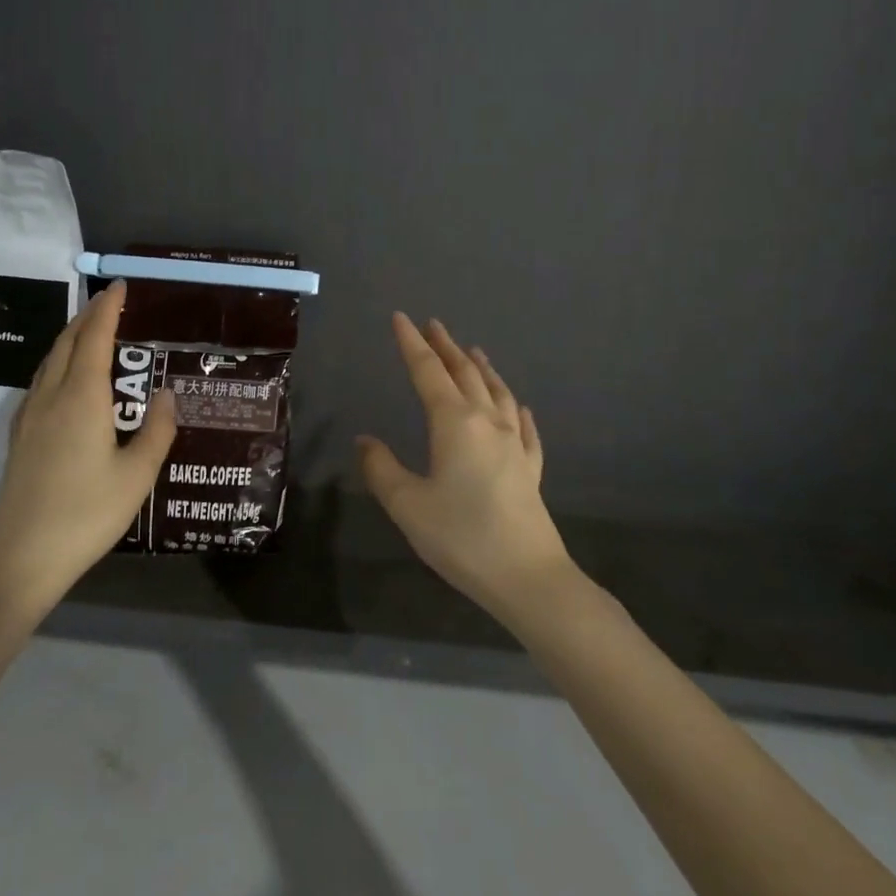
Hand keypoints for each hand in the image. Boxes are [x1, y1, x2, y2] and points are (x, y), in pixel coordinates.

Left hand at [0, 280, 176, 621]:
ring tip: (93, 332)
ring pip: (49, 361)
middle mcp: (51, 397)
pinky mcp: (19, 438)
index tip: (121, 286)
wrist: (21, 559)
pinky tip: (67, 380)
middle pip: (67, 342)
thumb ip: (157, 429)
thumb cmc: (86, 514)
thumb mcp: (137, 475)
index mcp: (81, 398)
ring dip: (71, 338)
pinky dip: (58, 363)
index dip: (108, 308)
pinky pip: (40, 381)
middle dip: (88, 316)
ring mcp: (29, 417)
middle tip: (111, 302)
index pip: (94, 338)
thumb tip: (167, 393)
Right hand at [358, 314, 572, 623]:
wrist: (529, 577)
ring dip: (482, 368)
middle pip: (465, 373)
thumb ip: (381, 469)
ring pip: (498, 393)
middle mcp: (488, 423)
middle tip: (433, 325)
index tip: (400, 318)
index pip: (428, 372)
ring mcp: (515, 445)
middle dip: (446, 347)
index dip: (411, 344)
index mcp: (455, 423)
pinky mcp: (530, 470)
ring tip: (473, 351)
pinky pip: (525, 428)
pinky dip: (517, 409)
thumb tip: (365, 440)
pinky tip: (520, 408)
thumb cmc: (462, 537)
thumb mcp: (407, 505)